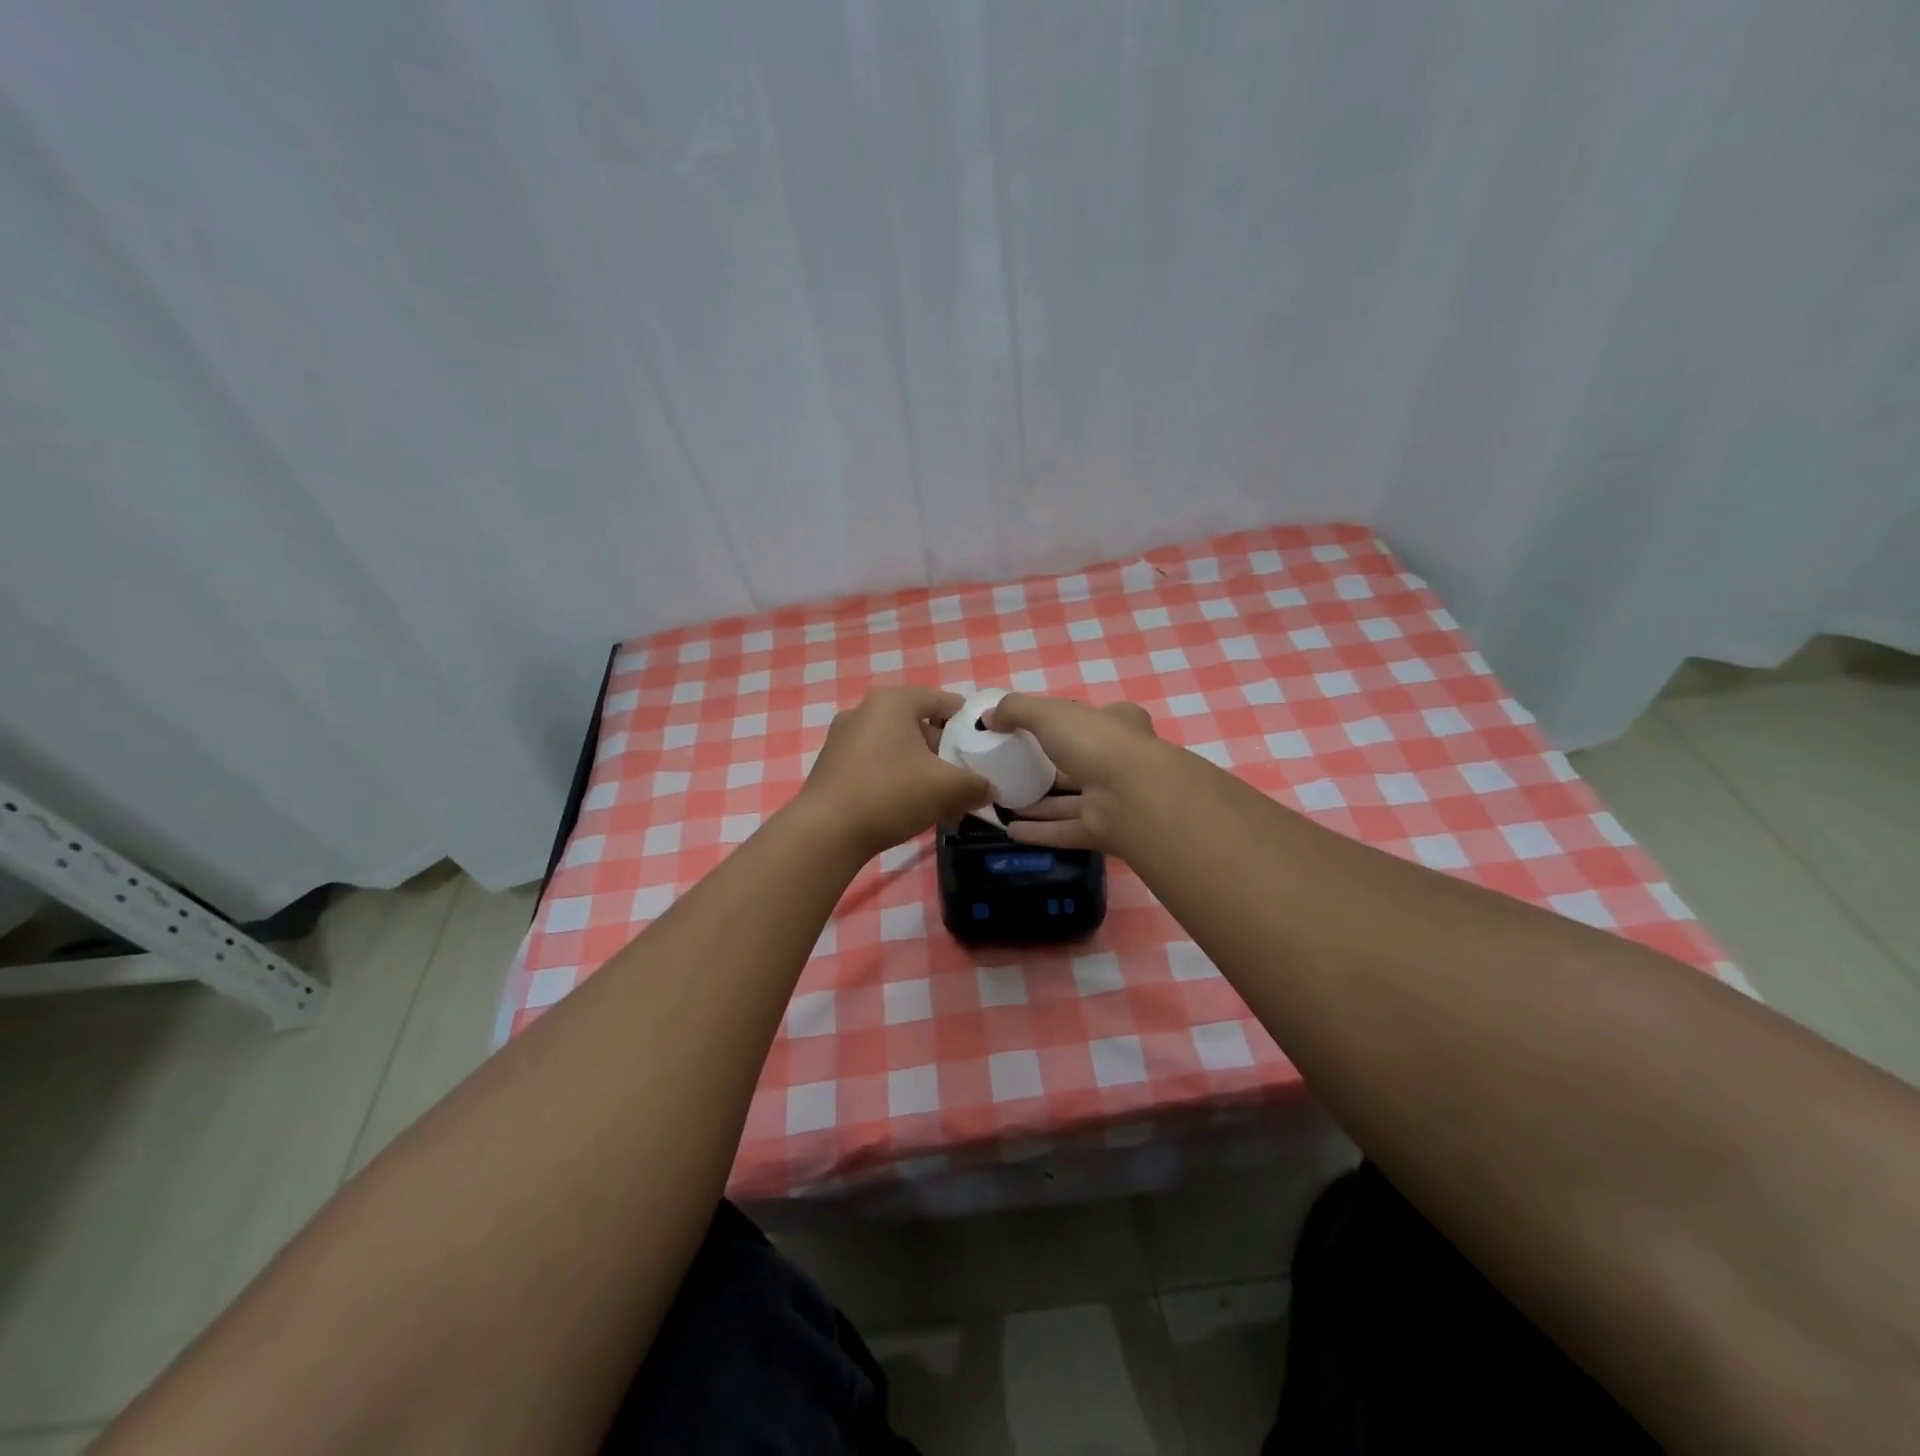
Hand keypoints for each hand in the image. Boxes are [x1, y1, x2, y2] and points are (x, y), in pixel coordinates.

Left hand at [801, 687, 993, 858]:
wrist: (826, 833)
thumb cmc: (891, 795)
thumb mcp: (948, 789)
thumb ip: (977, 785)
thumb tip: (989, 788)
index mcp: (893, 701)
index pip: (944, 701)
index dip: (969, 724)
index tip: (984, 749)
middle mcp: (864, 710)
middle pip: (918, 723)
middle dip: (943, 749)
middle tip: (962, 776)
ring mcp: (842, 737)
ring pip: (895, 745)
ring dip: (918, 766)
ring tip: (936, 795)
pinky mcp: (830, 764)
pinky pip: (874, 762)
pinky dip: (893, 777)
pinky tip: (903, 804)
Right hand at [985, 694, 1160, 851]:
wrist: (1132, 796)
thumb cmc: (1095, 742)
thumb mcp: (1049, 713)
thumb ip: (1016, 710)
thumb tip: (987, 718)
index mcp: (1117, 725)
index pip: (1091, 721)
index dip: (1065, 723)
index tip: (1033, 731)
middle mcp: (1118, 761)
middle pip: (1078, 764)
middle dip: (1047, 769)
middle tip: (1011, 771)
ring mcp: (1113, 799)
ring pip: (1070, 802)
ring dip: (1039, 804)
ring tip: (1002, 804)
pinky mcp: (1104, 832)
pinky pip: (1065, 830)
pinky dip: (1040, 831)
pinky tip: (1010, 831)